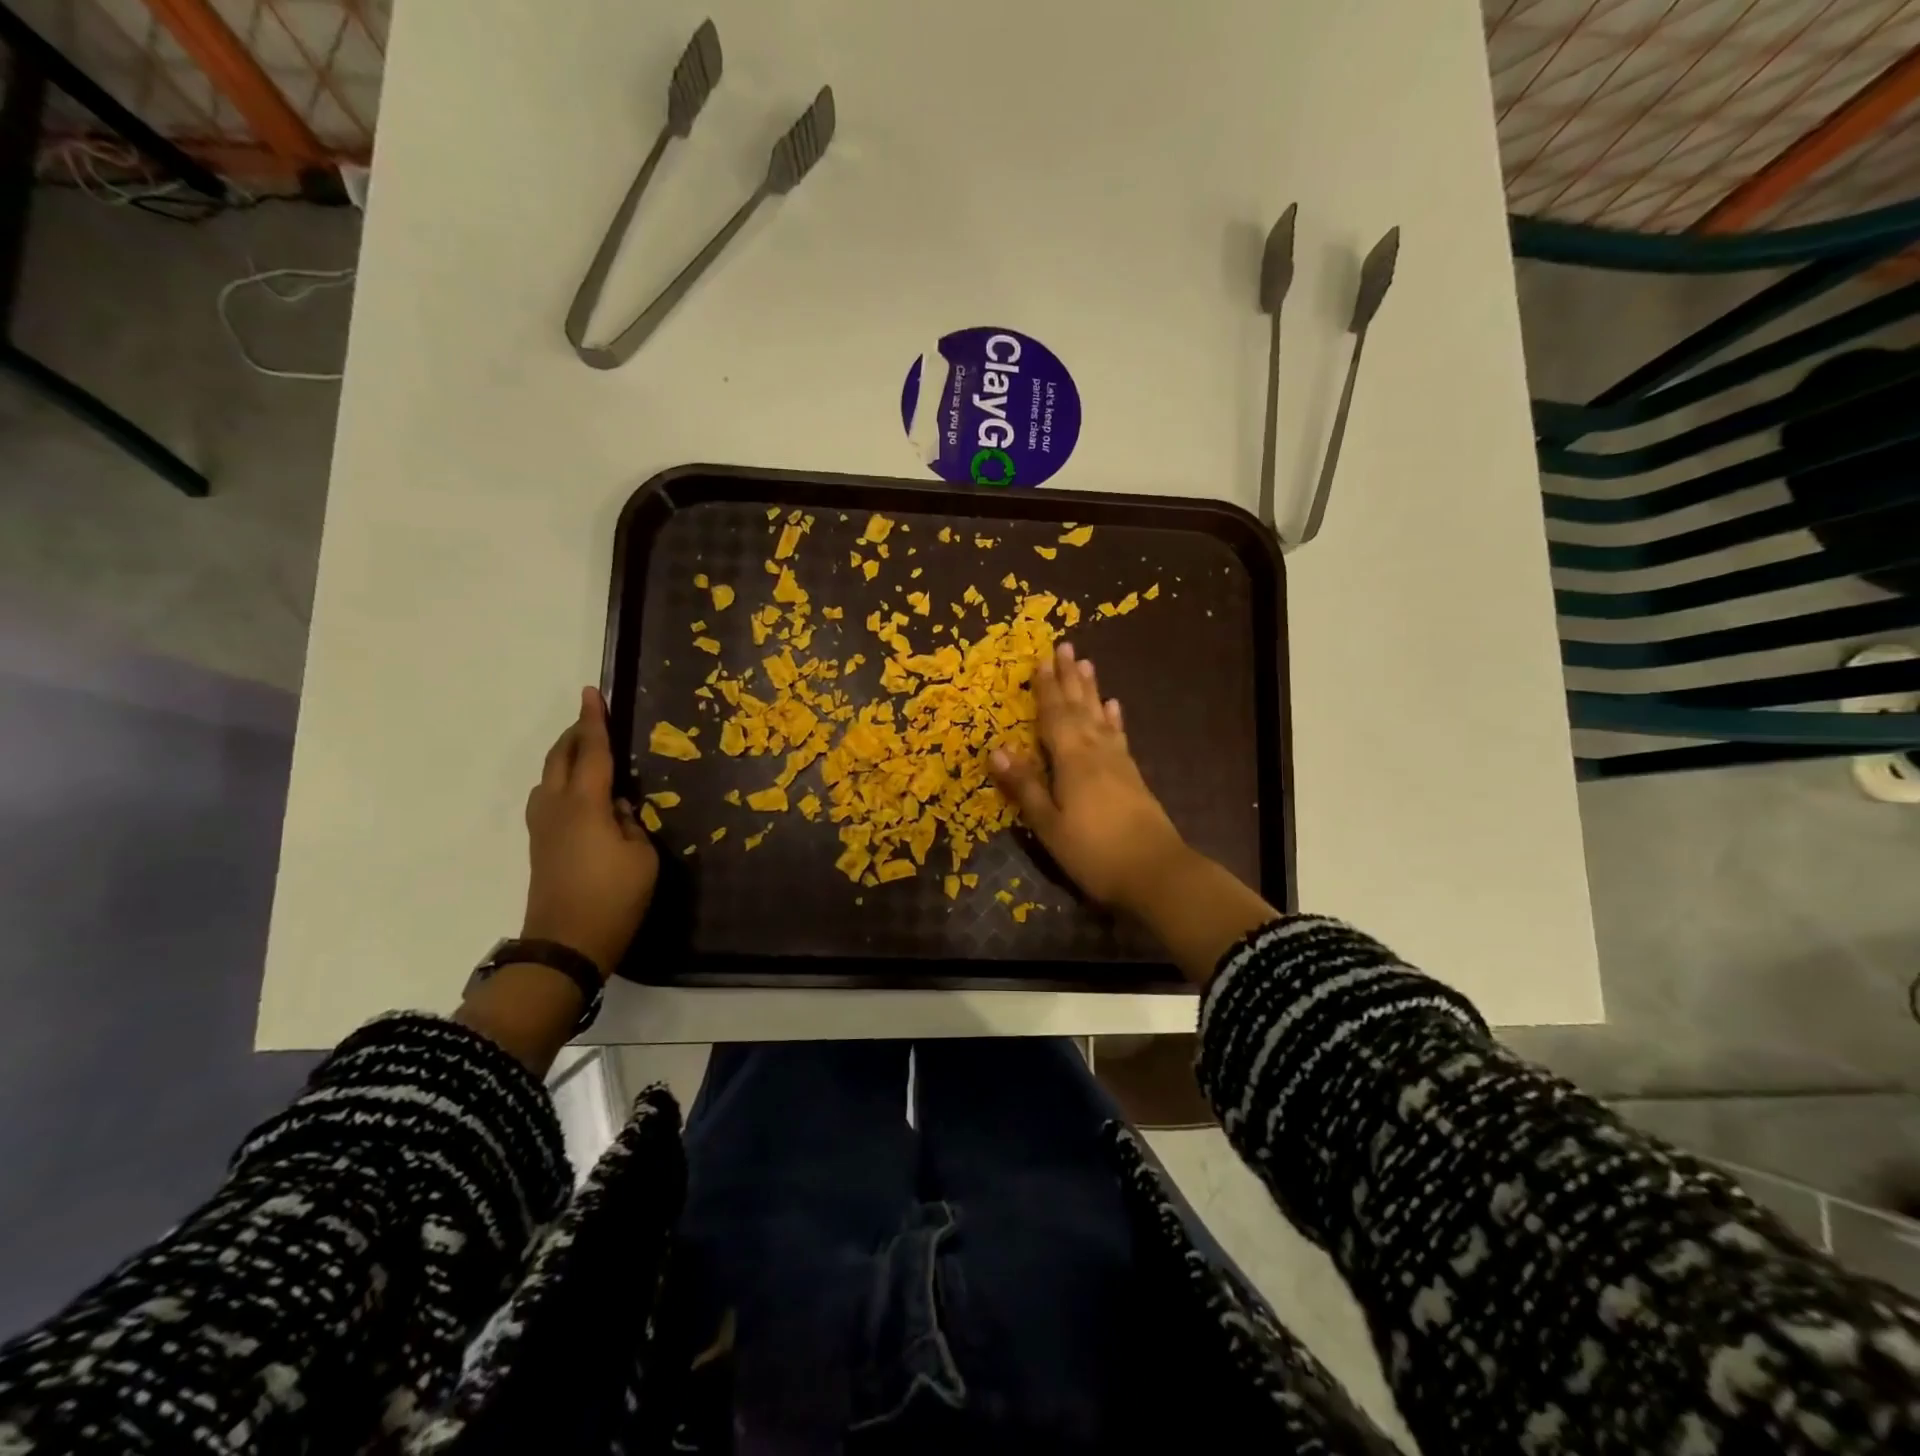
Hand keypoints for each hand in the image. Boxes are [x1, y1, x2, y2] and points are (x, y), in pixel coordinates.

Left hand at [521, 687, 659, 976]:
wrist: (565, 943)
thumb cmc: (613, 897)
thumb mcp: (642, 855)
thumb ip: (631, 822)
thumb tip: (618, 809)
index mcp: (586, 804)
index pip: (593, 752)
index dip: (595, 721)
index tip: (592, 692)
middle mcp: (558, 807)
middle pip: (561, 758)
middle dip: (575, 734)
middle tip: (592, 718)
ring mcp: (544, 827)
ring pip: (549, 777)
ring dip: (566, 758)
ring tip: (588, 754)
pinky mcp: (540, 845)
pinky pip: (549, 797)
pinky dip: (563, 781)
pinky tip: (579, 794)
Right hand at [988, 642, 1190, 912]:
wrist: (1155, 872)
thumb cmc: (1093, 851)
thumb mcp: (1049, 824)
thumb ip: (1025, 786)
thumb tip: (996, 750)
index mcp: (1071, 759)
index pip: (1054, 715)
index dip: (1046, 688)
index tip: (1041, 660)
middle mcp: (1096, 750)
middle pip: (1079, 707)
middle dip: (1069, 677)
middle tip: (1064, 646)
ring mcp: (1118, 761)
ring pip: (1100, 716)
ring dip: (1091, 690)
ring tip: (1087, 664)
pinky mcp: (1132, 775)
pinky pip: (1118, 736)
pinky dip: (1113, 719)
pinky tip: (1114, 707)